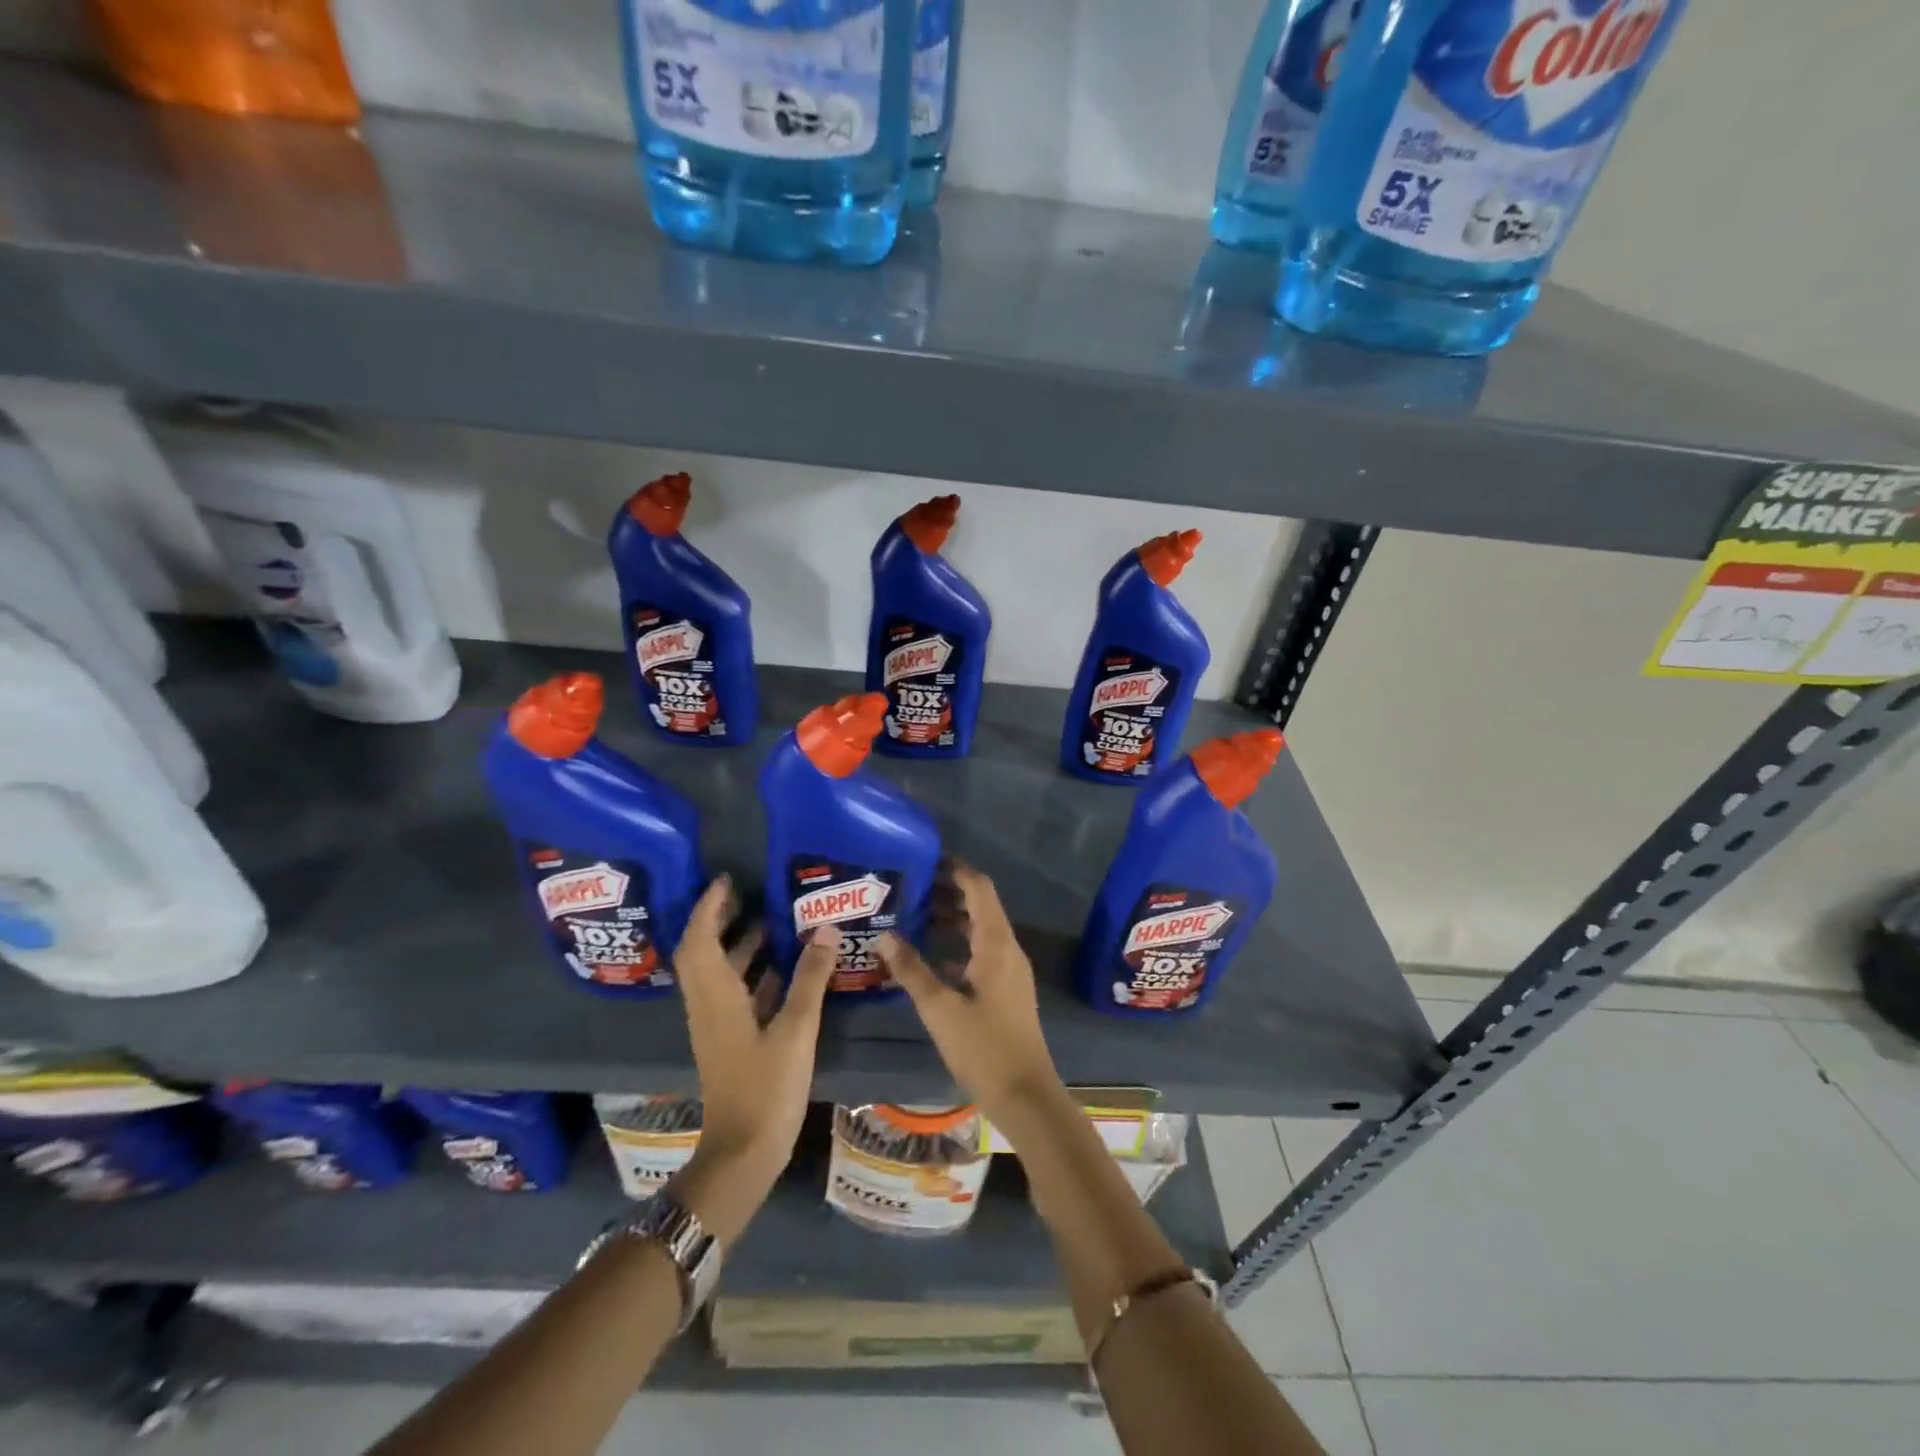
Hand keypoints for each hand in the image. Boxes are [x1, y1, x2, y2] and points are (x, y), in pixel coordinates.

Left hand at [669, 876, 837, 1244]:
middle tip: (751, 894)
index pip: (701, 939)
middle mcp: (708, 1006)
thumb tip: (825, 928)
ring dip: (738, 946)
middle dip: (721, 921)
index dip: (709, 907)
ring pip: (720, 974)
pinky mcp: (729, 1042)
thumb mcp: (795, 1030)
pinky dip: (753, 974)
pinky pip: (735, 994)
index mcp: (716, 997)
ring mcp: (717, 1026)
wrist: (742, 1153)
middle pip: (703, 953)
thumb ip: (810, 978)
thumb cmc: (765, 1088)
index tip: (728, 879)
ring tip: (772, 922)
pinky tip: (784, 969)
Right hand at [875, 860, 1063, 1132]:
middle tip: (911, 887)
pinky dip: (957, 945)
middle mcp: (1007, 949)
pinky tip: (929, 957)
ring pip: (980, 930)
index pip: (979, 888)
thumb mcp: (940, 1008)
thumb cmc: (984, 1047)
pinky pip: (981, 952)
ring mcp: (1010, 970)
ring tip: (914, 916)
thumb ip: (911, 970)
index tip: (927, 858)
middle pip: (980, 906)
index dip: (956, 869)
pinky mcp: (1006, 990)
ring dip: (952, 919)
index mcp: (996, 943)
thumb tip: (885, 936)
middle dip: (948, 892)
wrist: (1026, 1095)